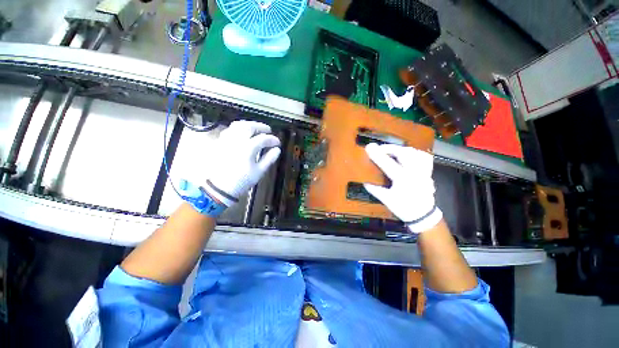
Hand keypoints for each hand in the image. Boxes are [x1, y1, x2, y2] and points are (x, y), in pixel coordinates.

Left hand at [204, 121, 280, 206]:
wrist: (220, 187)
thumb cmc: (242, 181)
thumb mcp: (259, 171)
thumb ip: (269, 158)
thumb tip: (277, 149)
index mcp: (248, 148)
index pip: (263, 139)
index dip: (272, 140)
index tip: (278, 143)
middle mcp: (237, 140)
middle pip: (250, 127)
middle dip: (261, 127)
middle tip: (268, 130)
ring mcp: (227, 140)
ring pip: (238, 125)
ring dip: (249, 125)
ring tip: (256, 129)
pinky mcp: (220, 142)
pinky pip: (230, 130)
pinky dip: (239, 129)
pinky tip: (243, 134)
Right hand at [364, 143, 441, 232]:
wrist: (423, 216)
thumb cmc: (404, 208)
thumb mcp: (387, 200)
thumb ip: (375, 190)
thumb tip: (364, 182)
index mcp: (403, 179)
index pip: (387, 163)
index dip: (377, 154)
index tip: (369, 147)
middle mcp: (415, 172)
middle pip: (403, 153)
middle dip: (390, 148)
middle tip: (380, 149)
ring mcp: (423, 171)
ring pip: (415, 152)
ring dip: (401, 149)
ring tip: (392, 151)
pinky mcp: (428, 172)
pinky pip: (424, 157)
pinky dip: (415, 153)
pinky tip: (408, 155)